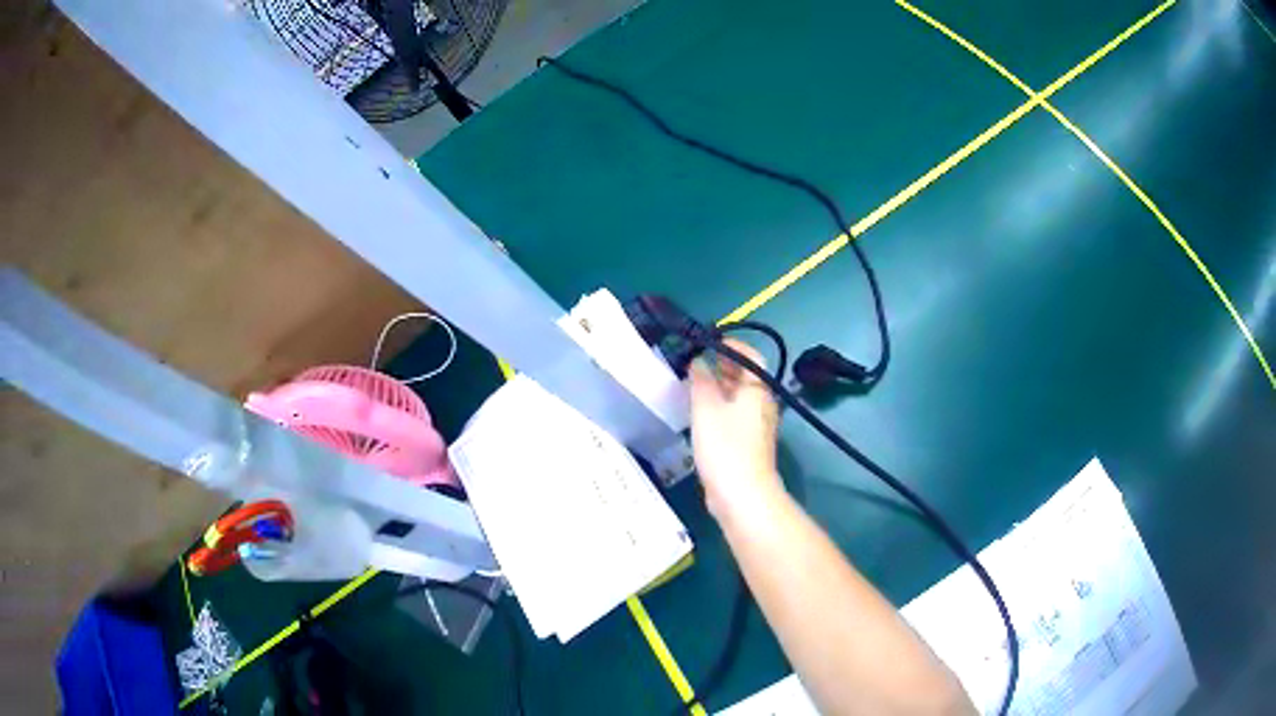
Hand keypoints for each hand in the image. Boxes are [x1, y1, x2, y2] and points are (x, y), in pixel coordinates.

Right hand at [689, 339, 783, 520]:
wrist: (742, 495)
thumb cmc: (725, 446)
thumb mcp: (706, 407)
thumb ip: (701, 380)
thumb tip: (700, 360)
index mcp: (757, 390)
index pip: (751, 356)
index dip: (732, 345)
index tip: (708, 342)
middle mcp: (763, 404)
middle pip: (745, 377)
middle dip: (723, 366)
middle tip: (696, 362)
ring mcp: (757, 426)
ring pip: (739, 397)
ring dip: (719, 387)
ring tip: (693, 385)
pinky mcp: (748, 445)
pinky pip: (735, 416)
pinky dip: (719, 408)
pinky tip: (700, 415)